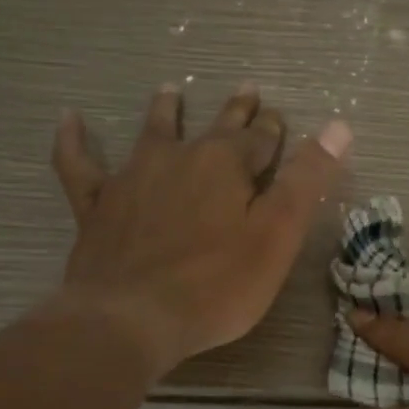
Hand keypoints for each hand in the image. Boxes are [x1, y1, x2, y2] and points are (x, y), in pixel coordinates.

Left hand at [48, 83, 350, 374]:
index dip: (273, 128)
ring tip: (170, 90)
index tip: (279, 117)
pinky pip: (79, 164)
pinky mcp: (95, 205)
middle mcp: (179, 158)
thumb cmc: (216, 284)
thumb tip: (339, 127)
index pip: (259, 137)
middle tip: (246, 90)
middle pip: (213, 127)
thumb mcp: (277, 235)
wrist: (131, 318)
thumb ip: (306, 180)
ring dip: (165, 111)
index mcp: (226, 164)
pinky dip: (74, 140)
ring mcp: (132, 178)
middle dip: (235, 111)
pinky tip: (70, 119)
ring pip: (152, 133)